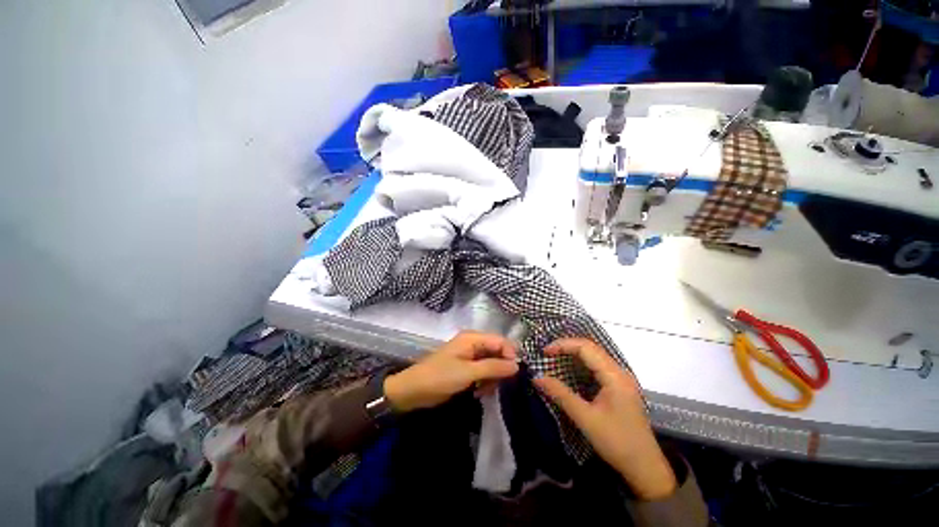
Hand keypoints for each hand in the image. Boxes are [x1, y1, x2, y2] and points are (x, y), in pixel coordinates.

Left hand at [383, 331, 518, 412]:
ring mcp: (469, 355)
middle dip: (500, 369)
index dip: (510, 355)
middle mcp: (473, 343)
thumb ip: (493, 367)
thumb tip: (517, 365)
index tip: (514, 374)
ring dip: (492, 378)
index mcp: (472, 338)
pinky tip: (478, 392)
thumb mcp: (468, 373)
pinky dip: (484, 381)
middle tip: (497, 385)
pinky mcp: (466, 367)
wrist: (413, 391)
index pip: (500, 341)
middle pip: (497, 352)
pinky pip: (483, 371)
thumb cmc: (440, 377)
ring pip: (491, 363)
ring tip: (484, 390)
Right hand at [533, 338, 677, 499]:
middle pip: (591, 347)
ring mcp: (622, 379)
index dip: (563, 345)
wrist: (645, 468)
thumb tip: (537, 378)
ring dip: (574, 353)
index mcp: (614, 376)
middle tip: (547, 353)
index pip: (585, 347)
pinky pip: (598, 366)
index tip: (545, 352)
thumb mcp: (585, 418)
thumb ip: (560, 395)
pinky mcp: (620, 387)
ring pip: (595, 355)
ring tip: (555, 357)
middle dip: (567, 346)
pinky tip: (571, 370)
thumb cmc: (616, 442)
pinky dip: (582, 363)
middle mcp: (620, 372)